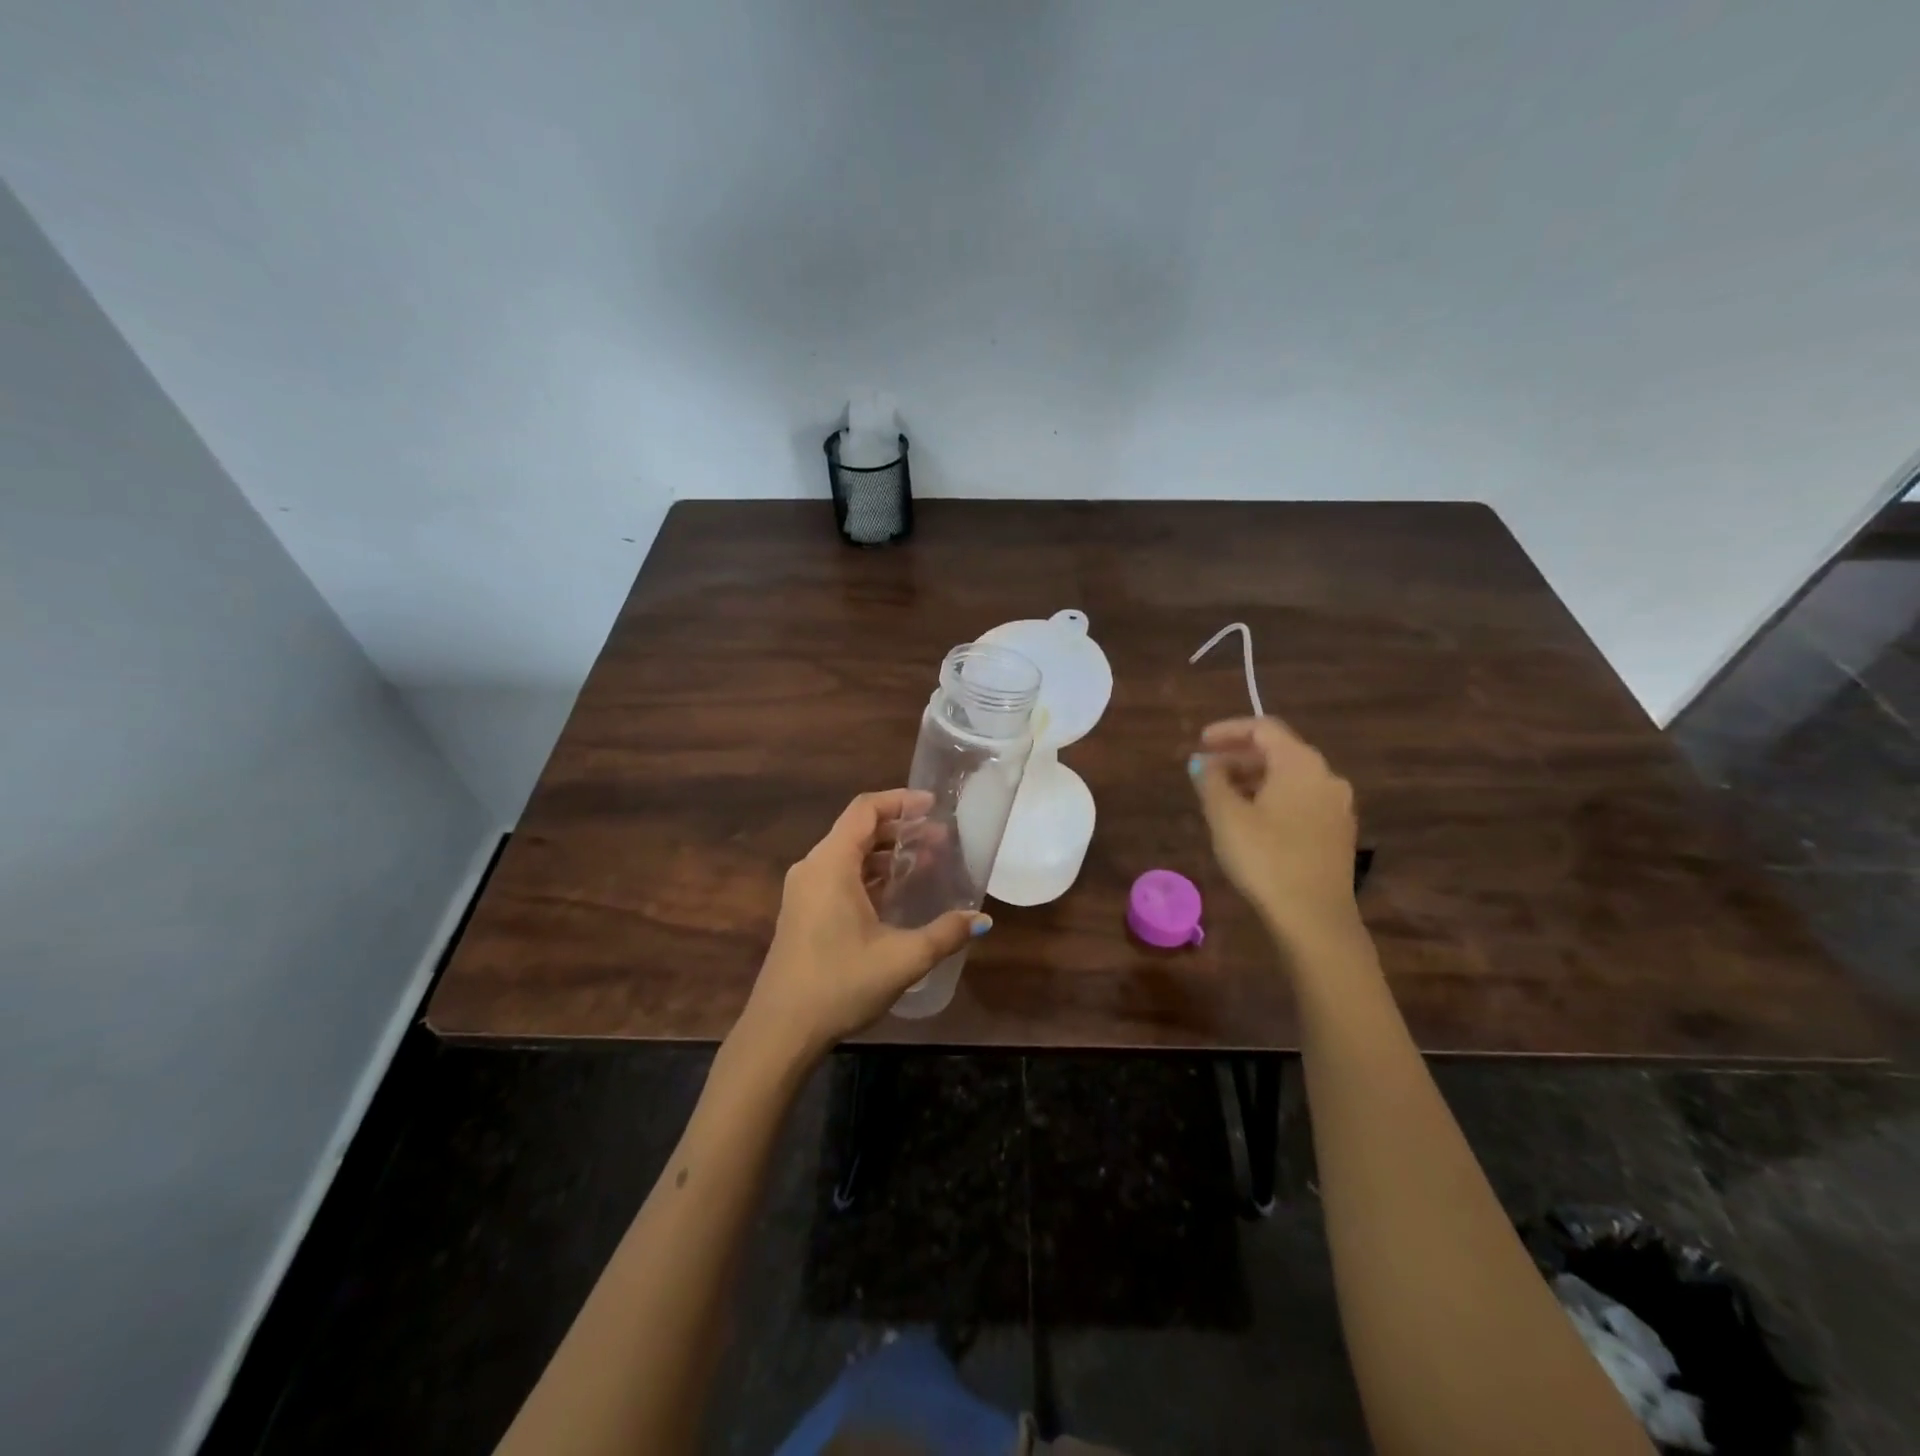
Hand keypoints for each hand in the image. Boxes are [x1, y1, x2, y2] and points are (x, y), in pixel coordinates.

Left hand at [741, 789, 986, 1058]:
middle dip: (901, 830)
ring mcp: (804, 891)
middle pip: (858, 830)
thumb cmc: (839, 984)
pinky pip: (839, 877)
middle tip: (941, 839)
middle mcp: (813, 868)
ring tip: (926, 864)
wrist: (780, 1031)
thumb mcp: (902, 959)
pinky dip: (869, 875)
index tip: (934, 806)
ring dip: (886, 855)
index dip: (900, 801)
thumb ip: (945, 934)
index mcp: (831, 864)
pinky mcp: (803, 913)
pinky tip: (896, 895)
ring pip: (849, 855)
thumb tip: (982, 920)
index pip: (865, 810)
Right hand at [1190, 716, 1361, 949]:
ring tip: (1222, 796)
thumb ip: (1211, 781)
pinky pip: (1301, 800)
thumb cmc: (1265, 858)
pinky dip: (1273, 799)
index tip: (1200, 742)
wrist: (1314, 917)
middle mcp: (1325, 776)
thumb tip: (1202, 762)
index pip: (1263, 728)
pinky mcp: (1338, 833)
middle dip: (1239, 757)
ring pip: (1290, 778)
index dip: (1228, 730)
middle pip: (1279, 752)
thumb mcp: (1225, 816)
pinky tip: (1251, 820)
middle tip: (1206, 771)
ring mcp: (1337, 806)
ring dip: (1255, 779)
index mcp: (1300, 763)